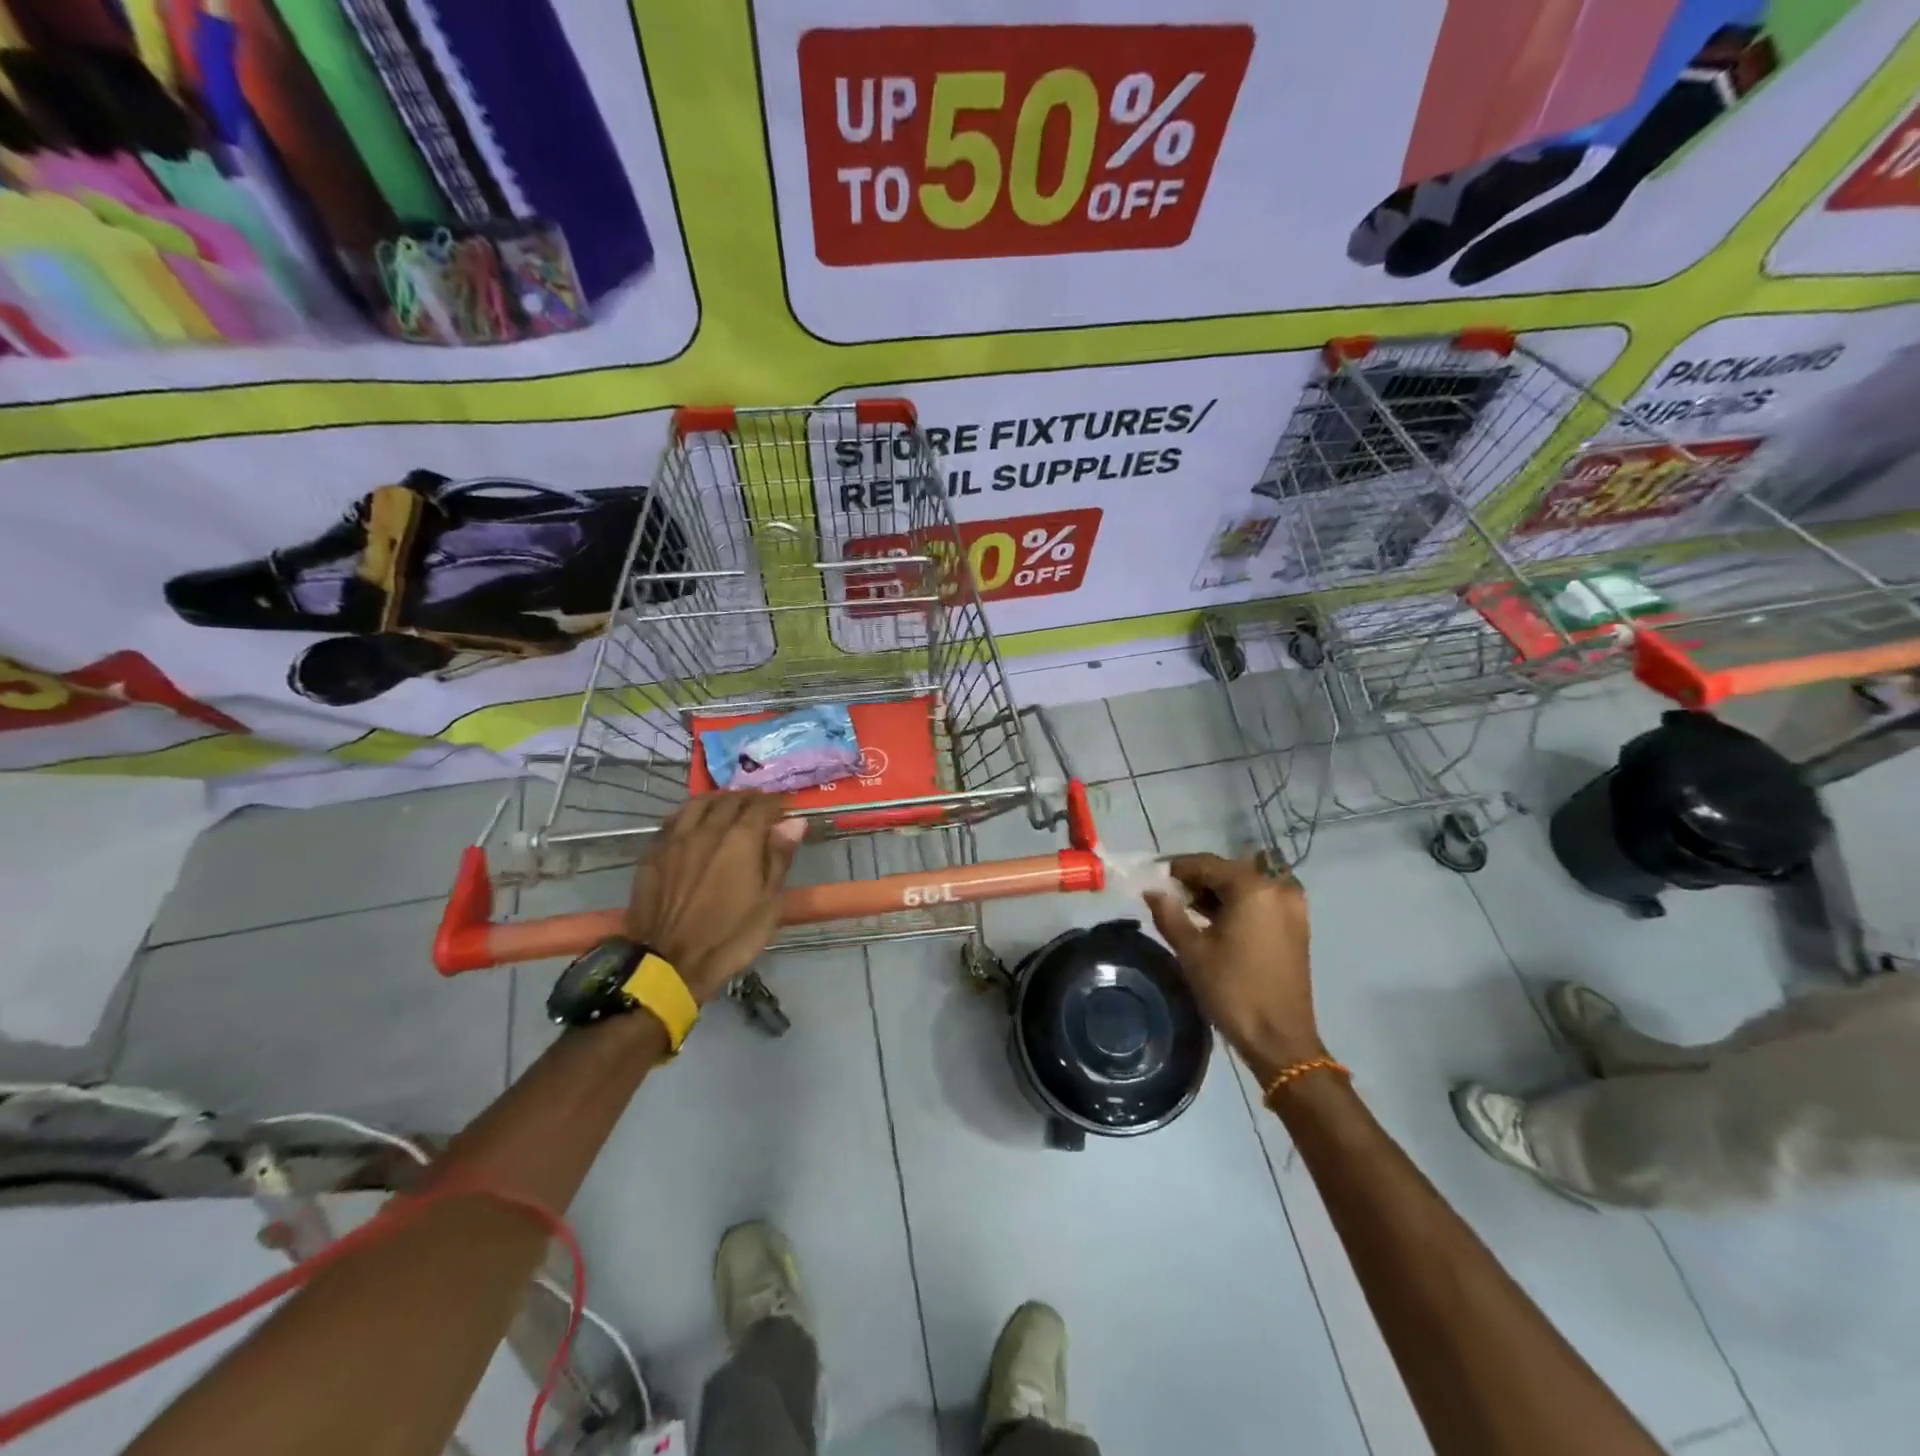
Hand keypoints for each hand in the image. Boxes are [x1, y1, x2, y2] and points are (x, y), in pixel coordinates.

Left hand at [624, 793, 806, 1003]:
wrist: (668, 964)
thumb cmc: (730, 937)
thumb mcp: (768, 903)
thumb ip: (779, 857)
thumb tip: (794, 821)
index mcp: (740, 840)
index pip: (761, 806)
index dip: (776, 803)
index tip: (784, 807)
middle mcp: (707, 829)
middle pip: (729, 800)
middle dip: (748, 799)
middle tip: (759, 807)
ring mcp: (676, 839)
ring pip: (697, 803)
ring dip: (717, 801)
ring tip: (726, 807)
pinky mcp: (653, 854)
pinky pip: (674, 821)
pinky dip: (689, 815)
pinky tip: (693, 824)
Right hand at [1145, 852, 1324, 1081]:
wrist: (1279, 1039)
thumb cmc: (1232, 990)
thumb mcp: (1191, 951)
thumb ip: (1169, 913)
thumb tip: (1153, 891)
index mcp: (1253, 888)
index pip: (1207, 864)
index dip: (1178, 868)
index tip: (1155, 876)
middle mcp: (1278, 889)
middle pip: (1230, 871)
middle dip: (1199, 879)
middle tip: (1171, 895)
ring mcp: (1293, 907)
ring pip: (1247, 885)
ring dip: (1219, 891)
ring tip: (1189, 909)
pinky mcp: (1297, 926)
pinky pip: (1262, 900)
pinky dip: (1239, 903)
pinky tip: (1216, 920)